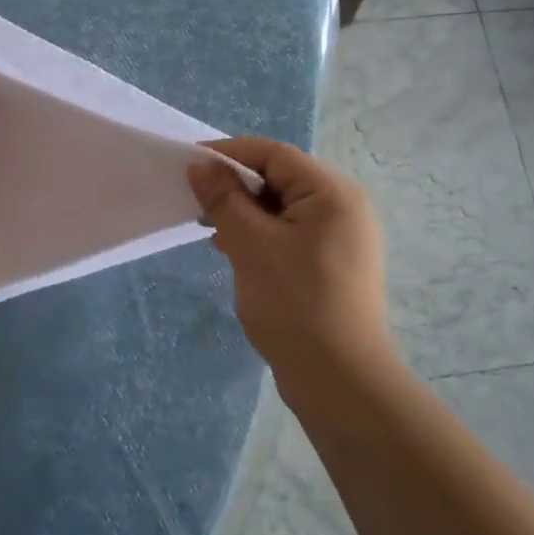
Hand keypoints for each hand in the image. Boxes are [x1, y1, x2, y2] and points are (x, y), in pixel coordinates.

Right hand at [189, 137, 395, 384]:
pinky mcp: (333, 265)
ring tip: (212, 232)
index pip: (274, 155)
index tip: (189, 164)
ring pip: (283, 209)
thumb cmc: (295, 303)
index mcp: (333, 193)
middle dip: (236, 187)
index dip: (229, 154)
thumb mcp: (251, 245)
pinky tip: (234, 253)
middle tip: (197, 205)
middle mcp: (344, 207)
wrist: (339, 381)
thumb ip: (224, 199)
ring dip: (245, 213)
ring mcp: (342, 238)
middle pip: (281, 179)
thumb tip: (201, 165)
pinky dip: (261, 236)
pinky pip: (291, 234)